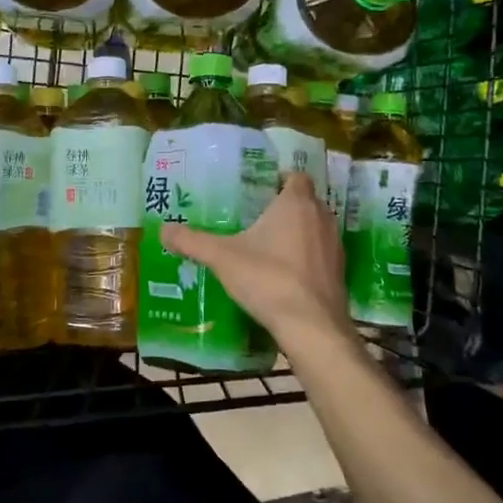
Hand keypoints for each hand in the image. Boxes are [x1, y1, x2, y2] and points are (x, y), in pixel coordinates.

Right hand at [161, 173, 353, 349]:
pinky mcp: (339, 272)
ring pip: (315, 227)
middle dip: (285, 206)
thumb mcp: (222, 258)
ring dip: (297, 231)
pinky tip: (284, 272)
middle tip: (255, 217)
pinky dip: (306, 256)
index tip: (258, 190)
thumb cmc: (268, 279)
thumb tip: (163, 229)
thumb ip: (192, 241)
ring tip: (268, 244)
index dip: (279, 180)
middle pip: (306, 201)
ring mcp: (335, 246)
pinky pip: (320, 253)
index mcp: (296, 204)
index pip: (296, 177)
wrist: (312, 325)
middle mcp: (321, 218)